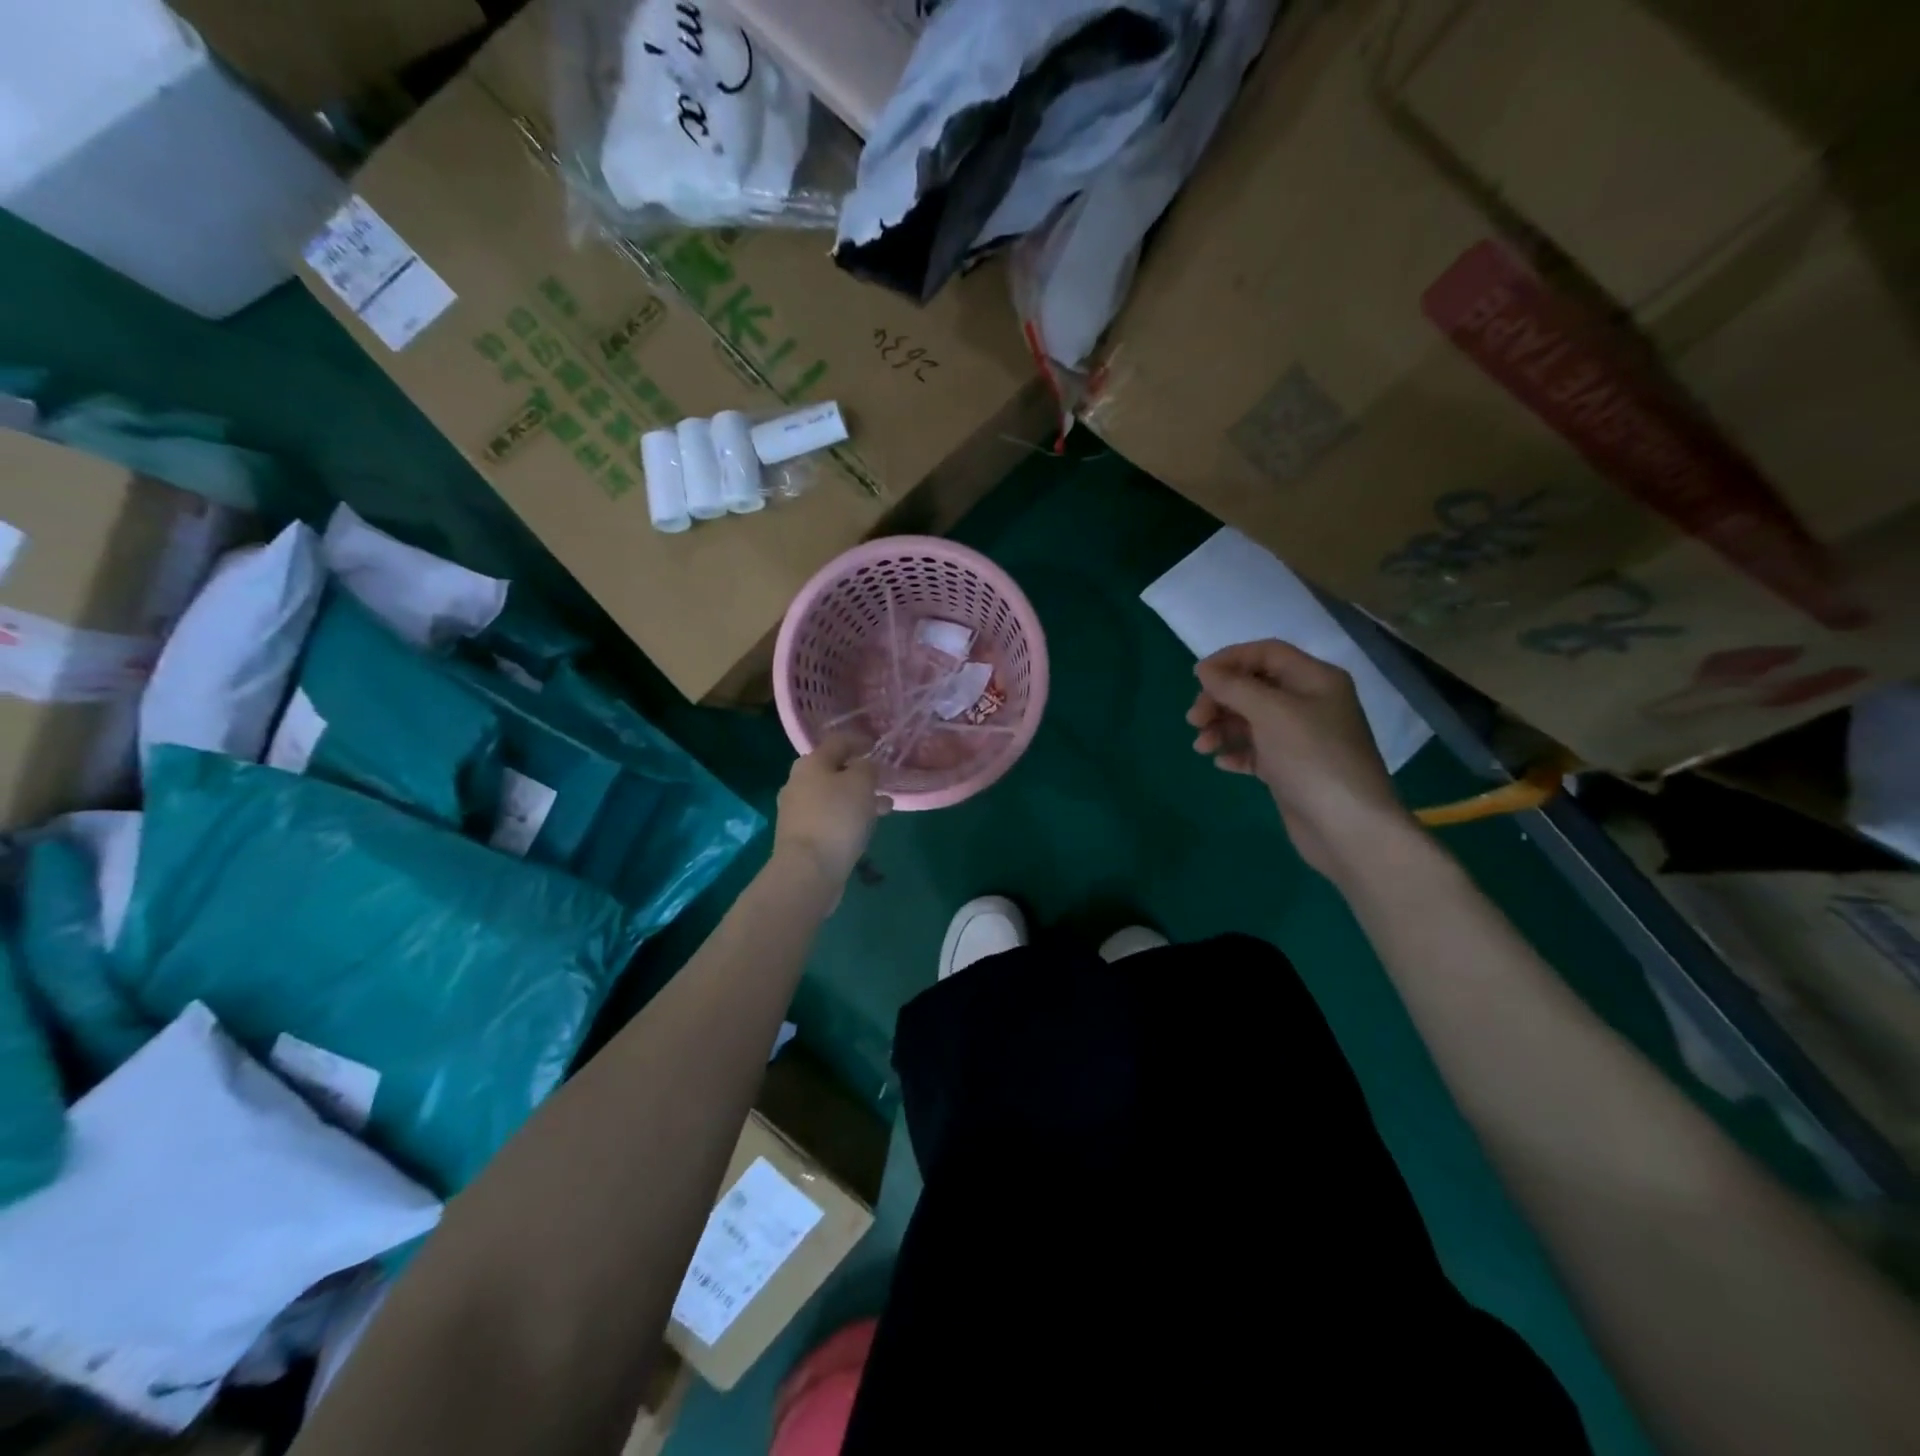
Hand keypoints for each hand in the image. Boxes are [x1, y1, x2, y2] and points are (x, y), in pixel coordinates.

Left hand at [773, 733, 892, 887]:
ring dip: (858, 798)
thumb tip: (865, 767)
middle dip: (860, 774)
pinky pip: (830, 817)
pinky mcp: (801, 835)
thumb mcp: (861, 783)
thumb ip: (867, 768)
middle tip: (883, 780)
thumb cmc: (836, 818)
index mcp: (810, 763)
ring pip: (833, 796)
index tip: (878, 746)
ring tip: (884, 808)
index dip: (859, 740)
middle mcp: (798, 782)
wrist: (808, 870)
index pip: (838, 742)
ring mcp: (797, 810)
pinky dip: (848, 816)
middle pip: (833, 770)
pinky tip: (865, 827)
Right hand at [1188, 640, 1412, 876]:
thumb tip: (1204, 669)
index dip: (1230, 660)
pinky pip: (1256, 750)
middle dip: (1220, 699)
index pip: (1266, 653)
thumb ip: (1234, 687)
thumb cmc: (1311, 758)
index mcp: (1315, 679)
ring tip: (1202, 747)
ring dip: (1222, 727)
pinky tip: (1222, 763)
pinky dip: (1236, 751)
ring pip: (1251, 720)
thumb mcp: (1271, 713)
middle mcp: (1309, 703)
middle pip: (1254, 687)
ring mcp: (1300, 738)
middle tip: (1194, 720)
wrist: (1347, 827)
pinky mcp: (1290, 768)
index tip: (1197, 678)